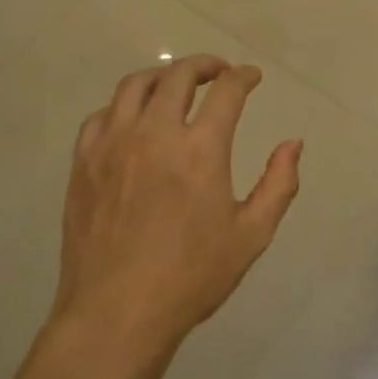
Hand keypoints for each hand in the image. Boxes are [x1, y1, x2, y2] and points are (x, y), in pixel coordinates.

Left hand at [55, 55, 302, 352]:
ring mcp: (113, 144)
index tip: (251, 77)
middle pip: (178, 75)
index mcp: (201, 149)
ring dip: (161, 75)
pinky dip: (123, 106)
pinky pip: (101, 115)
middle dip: (204, 65)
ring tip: (175, 84)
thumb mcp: (251, 235)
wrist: (117, 313)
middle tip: (218, 72)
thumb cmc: (191, 277)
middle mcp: (155, 133)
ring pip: (134, 85)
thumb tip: (293, 144)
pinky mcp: (83, 161)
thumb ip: (279, 184)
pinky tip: (132, 120)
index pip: (226, 91)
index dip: (243, 77)